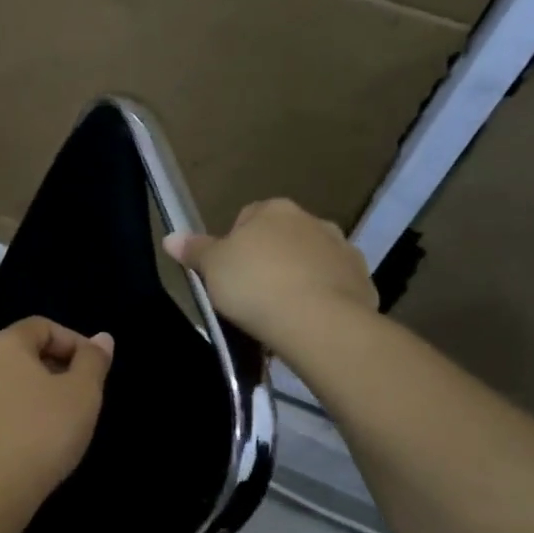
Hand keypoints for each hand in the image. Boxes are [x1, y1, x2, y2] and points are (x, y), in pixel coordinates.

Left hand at [0, 317, 114, 517]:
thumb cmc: (39, 436)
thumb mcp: (82, 396)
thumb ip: (93, 362)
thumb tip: (101, 339)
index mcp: (3, 344)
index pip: (41, 326)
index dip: (72, 342)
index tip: (92, 370)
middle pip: (15, 354)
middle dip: (47, 369)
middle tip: (73, 399)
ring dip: (21, 396)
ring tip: (45, 425)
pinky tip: (15, 448)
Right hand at [164, 198, 376, 350]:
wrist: (318, 321)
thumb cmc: (255, 285)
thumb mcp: (212, 268)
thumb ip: (194, 250)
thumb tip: (170, 237)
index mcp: (274, 210)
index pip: (248, 217)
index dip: (234, 246)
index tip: (228, 274)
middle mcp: (313, 221)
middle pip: (282, 238)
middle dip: (269, 260)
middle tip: (251, 294)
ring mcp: (343, 250)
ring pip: (311, 261)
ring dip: (298, 278)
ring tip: (280, 312)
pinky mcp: (363, 281)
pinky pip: (334, 286)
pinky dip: (321, 299)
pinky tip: (306, 322)